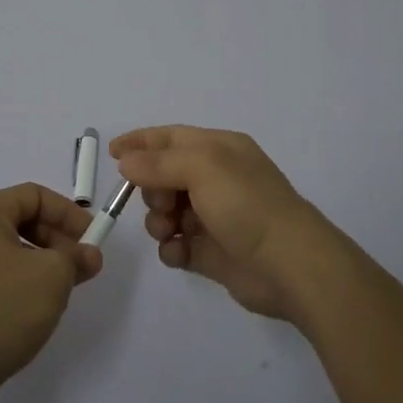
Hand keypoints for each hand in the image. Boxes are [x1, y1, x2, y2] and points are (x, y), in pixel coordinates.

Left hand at [0, 183, 101, 402]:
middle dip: (57, 241)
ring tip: (63, 291)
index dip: (68, 213)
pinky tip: (34, 310)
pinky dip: (20, 283)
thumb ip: (76, 257)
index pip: (34, 195)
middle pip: (20, 221)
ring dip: (42, 264)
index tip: (92, 239)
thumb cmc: (1, 308)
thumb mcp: (52, 276)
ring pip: (9, 251)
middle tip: (82, 267)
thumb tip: (88, 254)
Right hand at [112, 126, 342, 323]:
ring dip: (158, 221)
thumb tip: (127, 162)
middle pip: (164, 176)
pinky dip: (172, 249)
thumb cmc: (247, 204)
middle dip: (151, 189)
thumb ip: (159, 163)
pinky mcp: (212, 252)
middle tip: (160, 204)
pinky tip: (179, 254)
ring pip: (166, 212)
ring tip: (170, 232)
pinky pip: (177, 245)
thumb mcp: (202, 168)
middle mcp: (216, 179)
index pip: (171, 138)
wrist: (290, 264)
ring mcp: (214, 217)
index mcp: (219, 150)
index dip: (141, 142)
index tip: (112, 154)